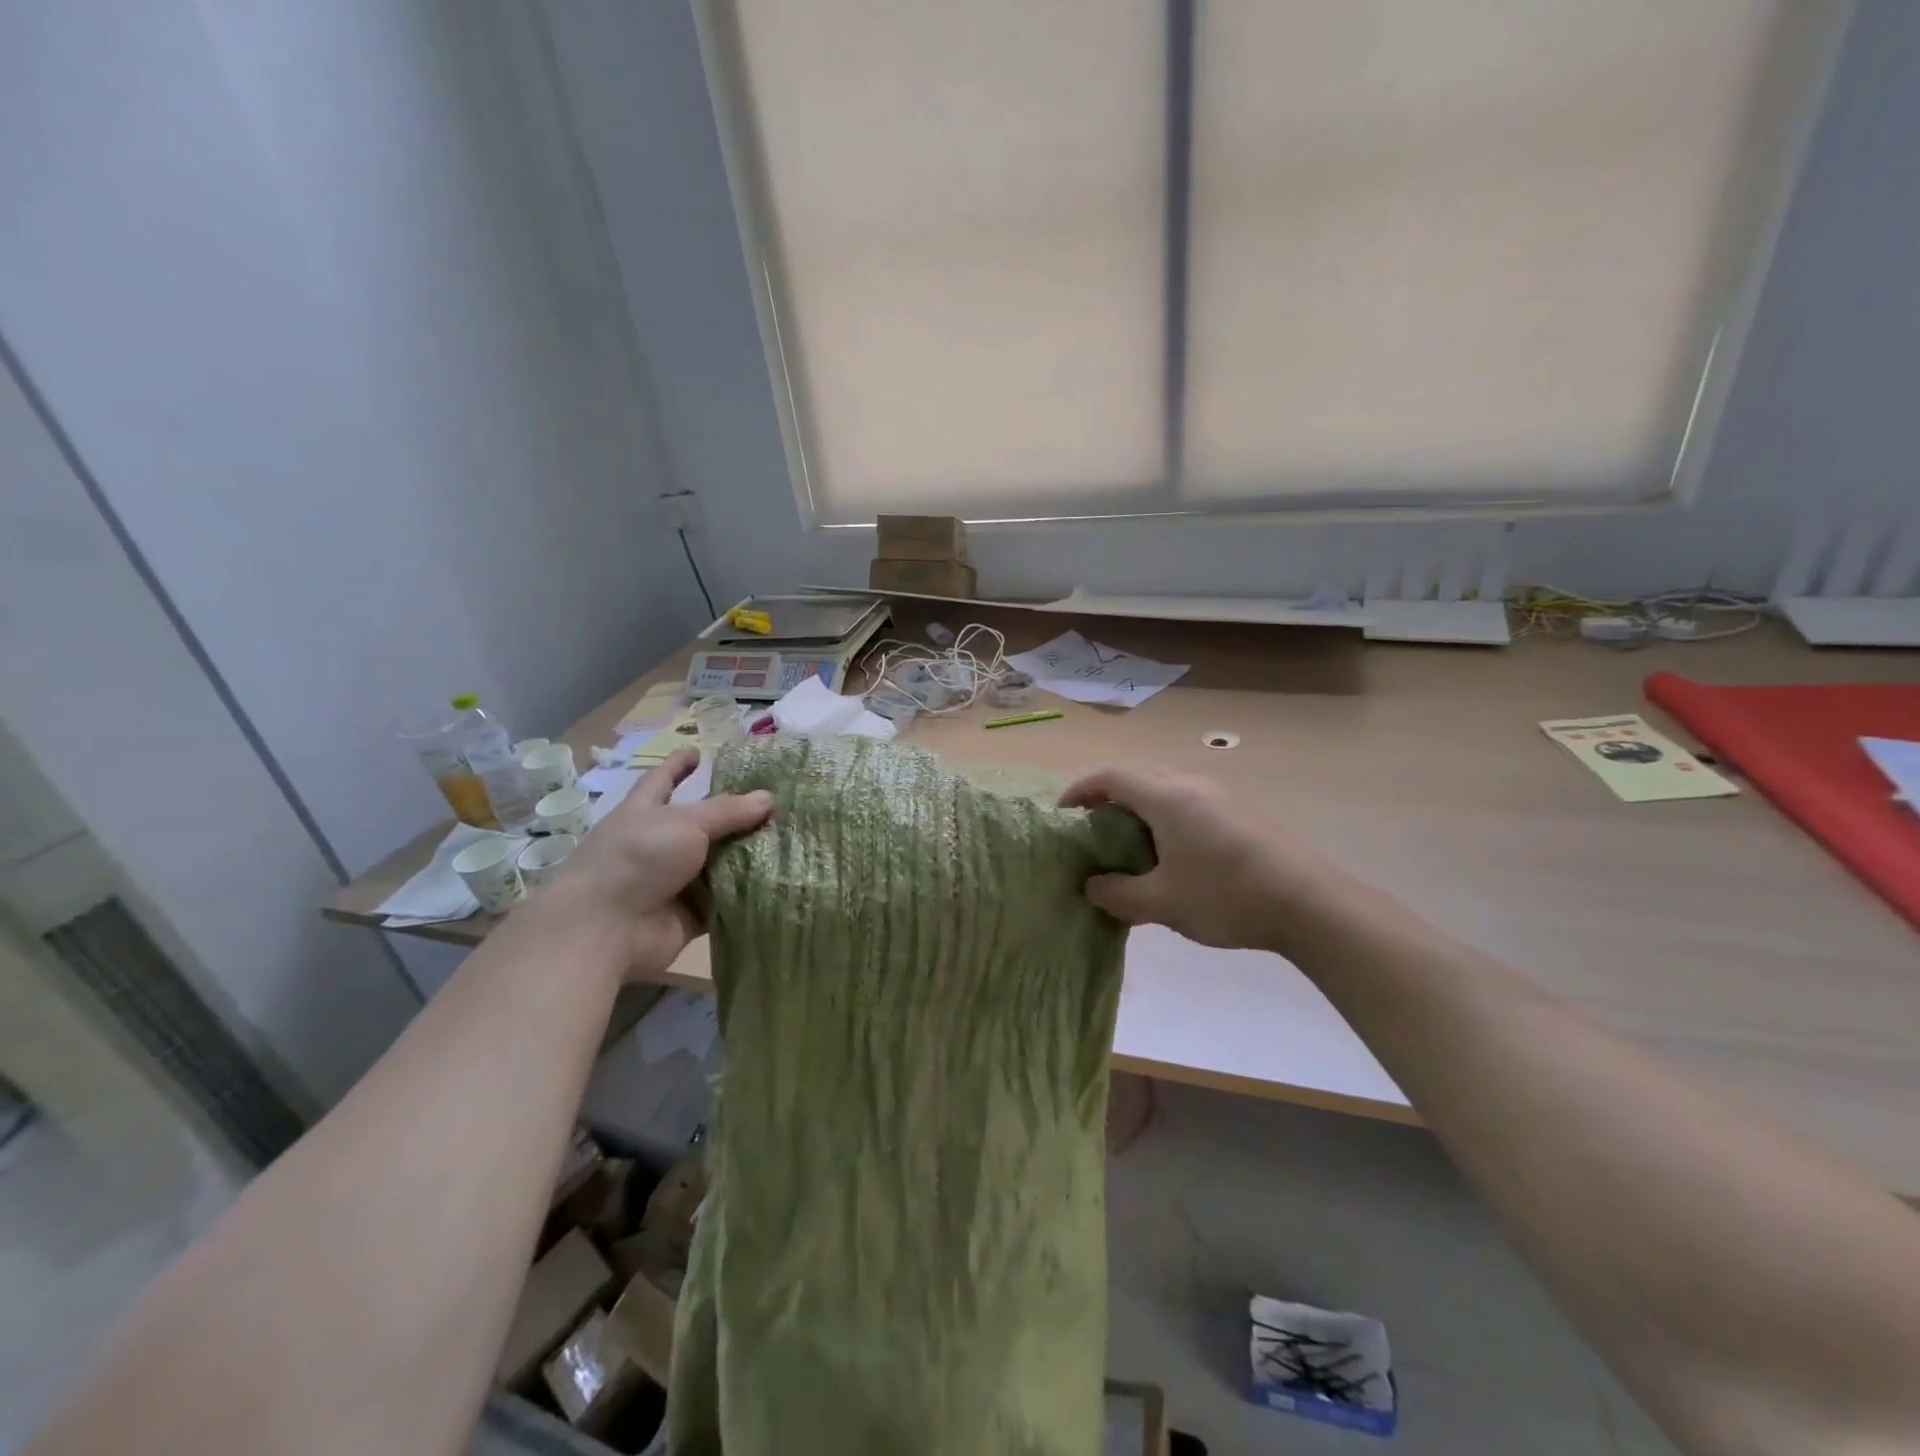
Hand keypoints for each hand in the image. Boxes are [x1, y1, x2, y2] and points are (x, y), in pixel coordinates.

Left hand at [548, 747, 772, 978]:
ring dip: (747, 856)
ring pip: (716, 863)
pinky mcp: (687, 915)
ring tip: (791, 841)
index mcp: (645, 812)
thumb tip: (768, 798)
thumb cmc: (639, 859)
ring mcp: (671, 882)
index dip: (678, 765)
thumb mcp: (686, 822)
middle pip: (701, 824)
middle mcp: (658, 845)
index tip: (696, 752)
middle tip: (774, 805)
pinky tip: (782, 881)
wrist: (605, 929)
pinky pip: (723, 901)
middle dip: (733, 816)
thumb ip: (728, 811)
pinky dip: (746, 894)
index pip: (663, 780)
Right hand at [1060, 766, 1346, 953]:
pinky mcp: (1240, 811)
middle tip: (1092, 829)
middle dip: (1107, 795)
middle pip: (1137, 774)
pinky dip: (1164, 815)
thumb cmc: (1226, 896)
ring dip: (1138, 805)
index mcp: (1166, 797)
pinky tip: (1171, 853)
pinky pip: (1188, 800)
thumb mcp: (1162, 903)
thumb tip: (1093, 887)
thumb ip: (1118, 894)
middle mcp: (1190, 784)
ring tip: (1128, 843)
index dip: (1080, 790)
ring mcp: (1220, 795)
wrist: (1309, 903)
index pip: (1110, 776)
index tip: (1063, 815)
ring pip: (1165, 785)